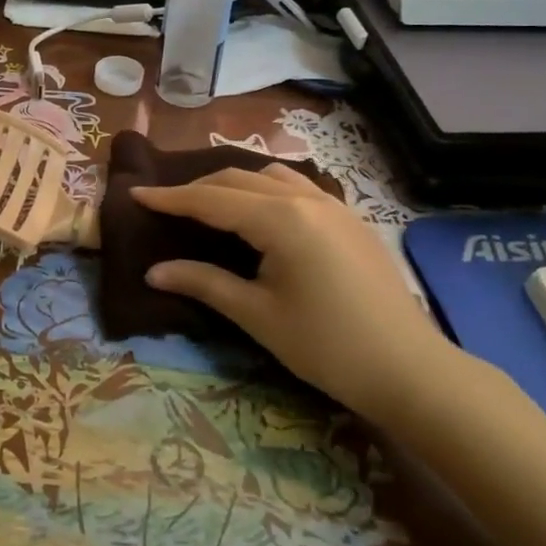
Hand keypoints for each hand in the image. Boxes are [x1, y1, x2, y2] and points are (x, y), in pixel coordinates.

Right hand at [132, 164, 452, 424]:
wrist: (409, 369)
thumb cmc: (327, 346)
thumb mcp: (257, 314)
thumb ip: (203, 283)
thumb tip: (153, 272)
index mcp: (280, 219)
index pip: (211, 199)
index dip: (171, 198)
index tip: (136, 195)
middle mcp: (306, 199)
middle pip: (238, 179)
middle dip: (198, 188)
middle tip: (166, 205)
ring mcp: (333, 204)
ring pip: (270, 176)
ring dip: (233, 183)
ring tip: (208, 203)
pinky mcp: (349, 218)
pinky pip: (296, 186)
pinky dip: (265, 189)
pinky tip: (259, 211)